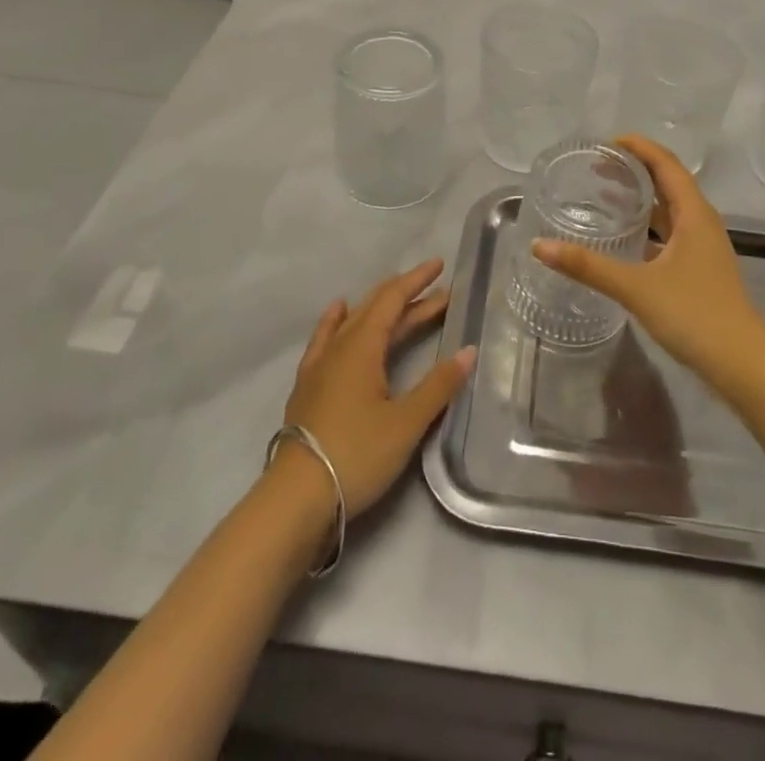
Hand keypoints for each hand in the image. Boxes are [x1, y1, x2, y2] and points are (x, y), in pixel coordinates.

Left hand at [280, 259, 475, 520]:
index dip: (417, 281)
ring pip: (353, 321)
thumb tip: (469, 351)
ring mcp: (319, 366)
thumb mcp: (407, 422)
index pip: (393, 300)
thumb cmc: (356, 454)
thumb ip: (439, 385)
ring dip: (379, 307)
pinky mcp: (307, 387)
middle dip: (407, 293)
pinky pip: (326, 338)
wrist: (295, 499)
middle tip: (436, 286)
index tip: (440, 266)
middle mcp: (339, 347)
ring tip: (396, 294)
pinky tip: (338, 314)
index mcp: (363, 346)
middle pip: (375, 307)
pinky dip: (338, 321)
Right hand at [533, 135, 764, 400]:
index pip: (665, 163)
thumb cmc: (695, 315)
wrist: (744, 365)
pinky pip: (670, 233)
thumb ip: (588, 266)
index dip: (638, 146)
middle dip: (635, 169)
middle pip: (668, 181)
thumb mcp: (637, 287)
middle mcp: (701, 222)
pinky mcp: (700, 270)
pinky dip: (648, 226)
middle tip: (596, 167)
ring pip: (670, 209)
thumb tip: (540, 246)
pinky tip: (625, 240)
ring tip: (606, 195)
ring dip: (642, 198)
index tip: (604, 143)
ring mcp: (703, 247)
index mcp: (694, 213)